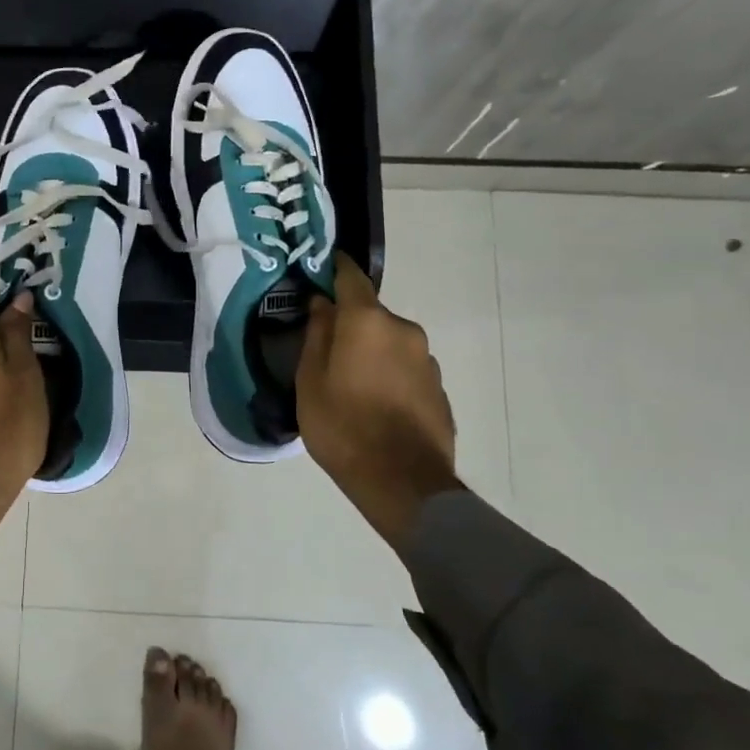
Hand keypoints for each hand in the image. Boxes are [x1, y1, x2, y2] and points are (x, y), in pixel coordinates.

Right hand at [298, 252, 462, 545]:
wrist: (402, 482)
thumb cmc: (342, 426)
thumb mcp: (310, 381)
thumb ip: (316, 336)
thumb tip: (322, 305)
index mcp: (367, 321)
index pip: (351, 277)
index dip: (335, 268)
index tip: (322, 267)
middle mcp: (403, 330)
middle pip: (371, 315)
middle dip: (350, 325)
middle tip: (327, 351)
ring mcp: (426, 359)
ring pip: (390, 343)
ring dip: (372, 352)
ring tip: (351, 385)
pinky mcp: (439, 388)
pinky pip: (406, 369)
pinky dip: (390, 375)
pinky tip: (376, 405)